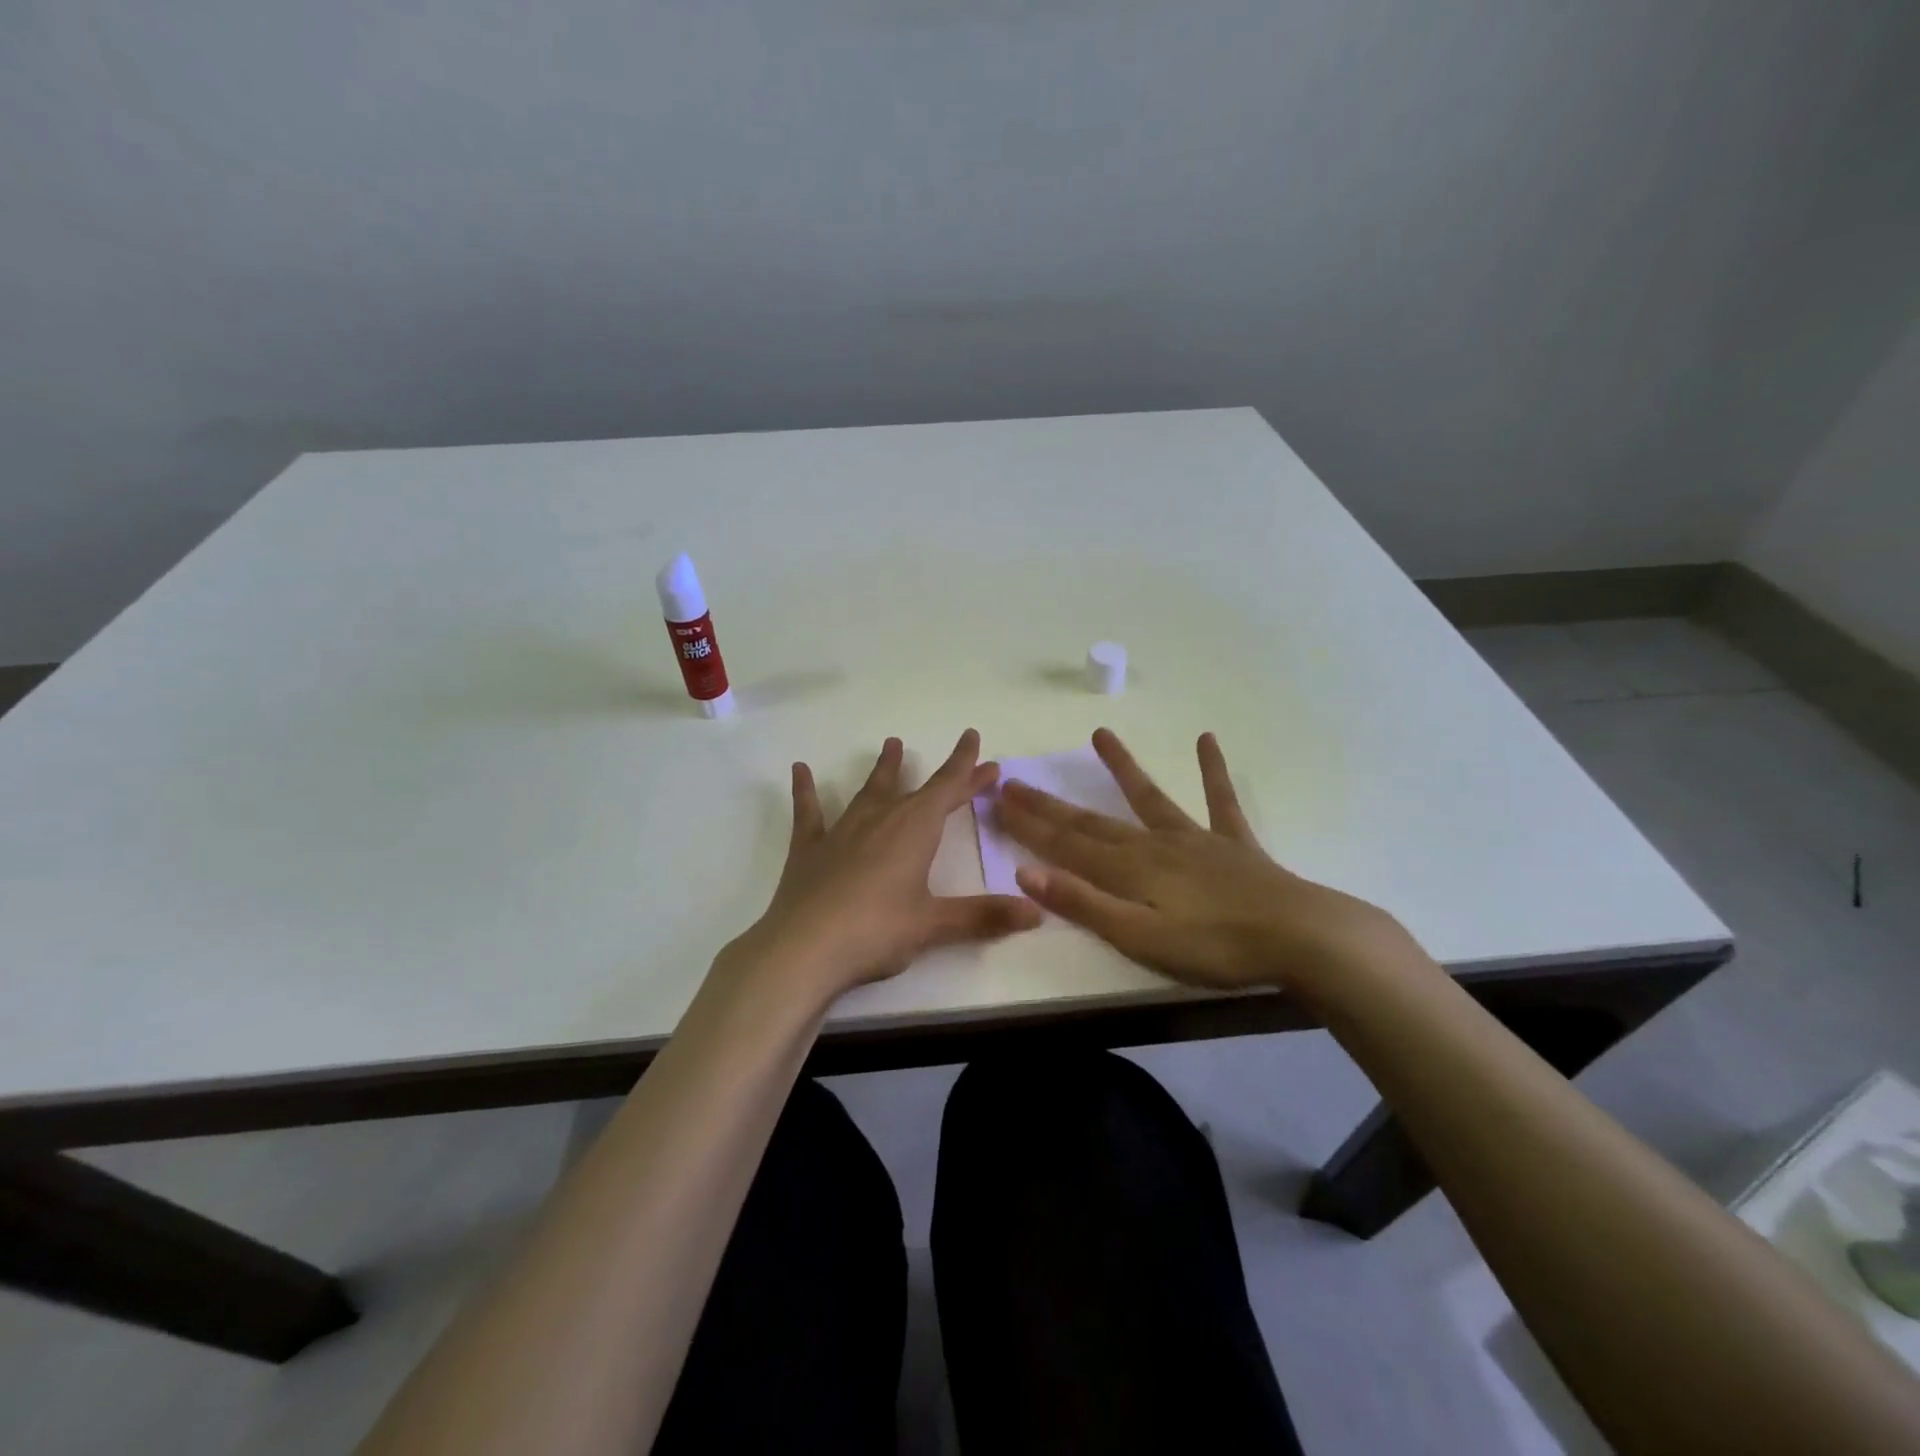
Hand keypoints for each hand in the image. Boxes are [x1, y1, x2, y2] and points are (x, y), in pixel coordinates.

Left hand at [723, 730, 1041, 1002]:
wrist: (803, 949)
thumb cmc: (876, 931)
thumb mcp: (934, 925)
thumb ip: (984, 916)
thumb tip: (1036, 913)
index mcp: (914, 830)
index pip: (949, 790)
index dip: (969, 771)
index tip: (982, 750)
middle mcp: (880, 819)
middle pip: (918, 790)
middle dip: (945, 775)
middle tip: (962, 756)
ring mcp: (842, 831)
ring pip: (869, 791)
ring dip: (884, 769)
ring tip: (892, 744)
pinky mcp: (809, 849)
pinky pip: (809, 812)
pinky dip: (806, 790)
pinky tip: (800, 769)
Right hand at [994, 728, 1408, 992]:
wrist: (1299, 937)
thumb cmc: (1213, 947)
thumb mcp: (1139, 937)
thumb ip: (1084, 903)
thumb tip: (1026, 871)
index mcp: (1128, 870)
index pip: (1065, 844)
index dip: (1028, 824)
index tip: (996, 799)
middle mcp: (1154, 844)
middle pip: (1092, 821)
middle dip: (1051, 804)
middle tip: (1016, 780)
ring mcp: (1195, 839)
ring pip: (1149, 798)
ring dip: (1122, 769)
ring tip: (1100, 734)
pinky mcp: (1232, 844)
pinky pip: (1219, 800)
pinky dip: (1212, 771)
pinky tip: (1208, 740)